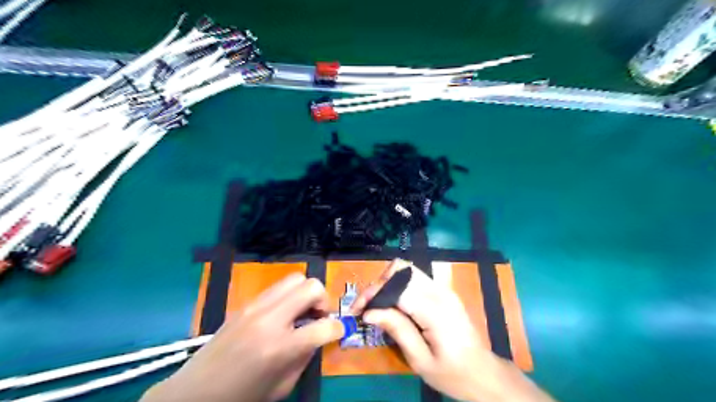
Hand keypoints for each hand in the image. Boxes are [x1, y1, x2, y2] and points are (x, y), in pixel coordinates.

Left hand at [141, 274, 343, 401]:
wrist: (194, 393)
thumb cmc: (242, 397)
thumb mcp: (282, 386)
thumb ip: (305, 356)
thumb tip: (319, 335)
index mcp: (280, 347)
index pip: (323, 326)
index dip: (338, 328)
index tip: (339, 330)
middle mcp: (269, 319)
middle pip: (311, 287)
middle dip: (323, 299)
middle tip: (319, 316)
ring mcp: (255, 307)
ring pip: (294, 279)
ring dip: (305, 293)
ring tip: (302, 312)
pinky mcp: (246, 304)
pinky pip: (276, 288)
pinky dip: (288, 296)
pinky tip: (283, 314)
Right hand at [352, 260, 552, 401]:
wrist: (484, 373)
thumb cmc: (453, 373)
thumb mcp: (421, 360)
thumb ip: (397, 330)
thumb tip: (369, 313)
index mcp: (435, 310)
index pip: (397, 287)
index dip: (373, 294)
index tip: (357, 310)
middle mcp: (439, 292)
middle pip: (401, 269)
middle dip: (378, 284)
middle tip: (366, 307)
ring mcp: (443, 289)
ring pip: (407, 269)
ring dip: (387, 283)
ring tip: (376, 305)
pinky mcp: (443, 291)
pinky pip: (415, 278)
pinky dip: (398, 286)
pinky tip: (392, 305)